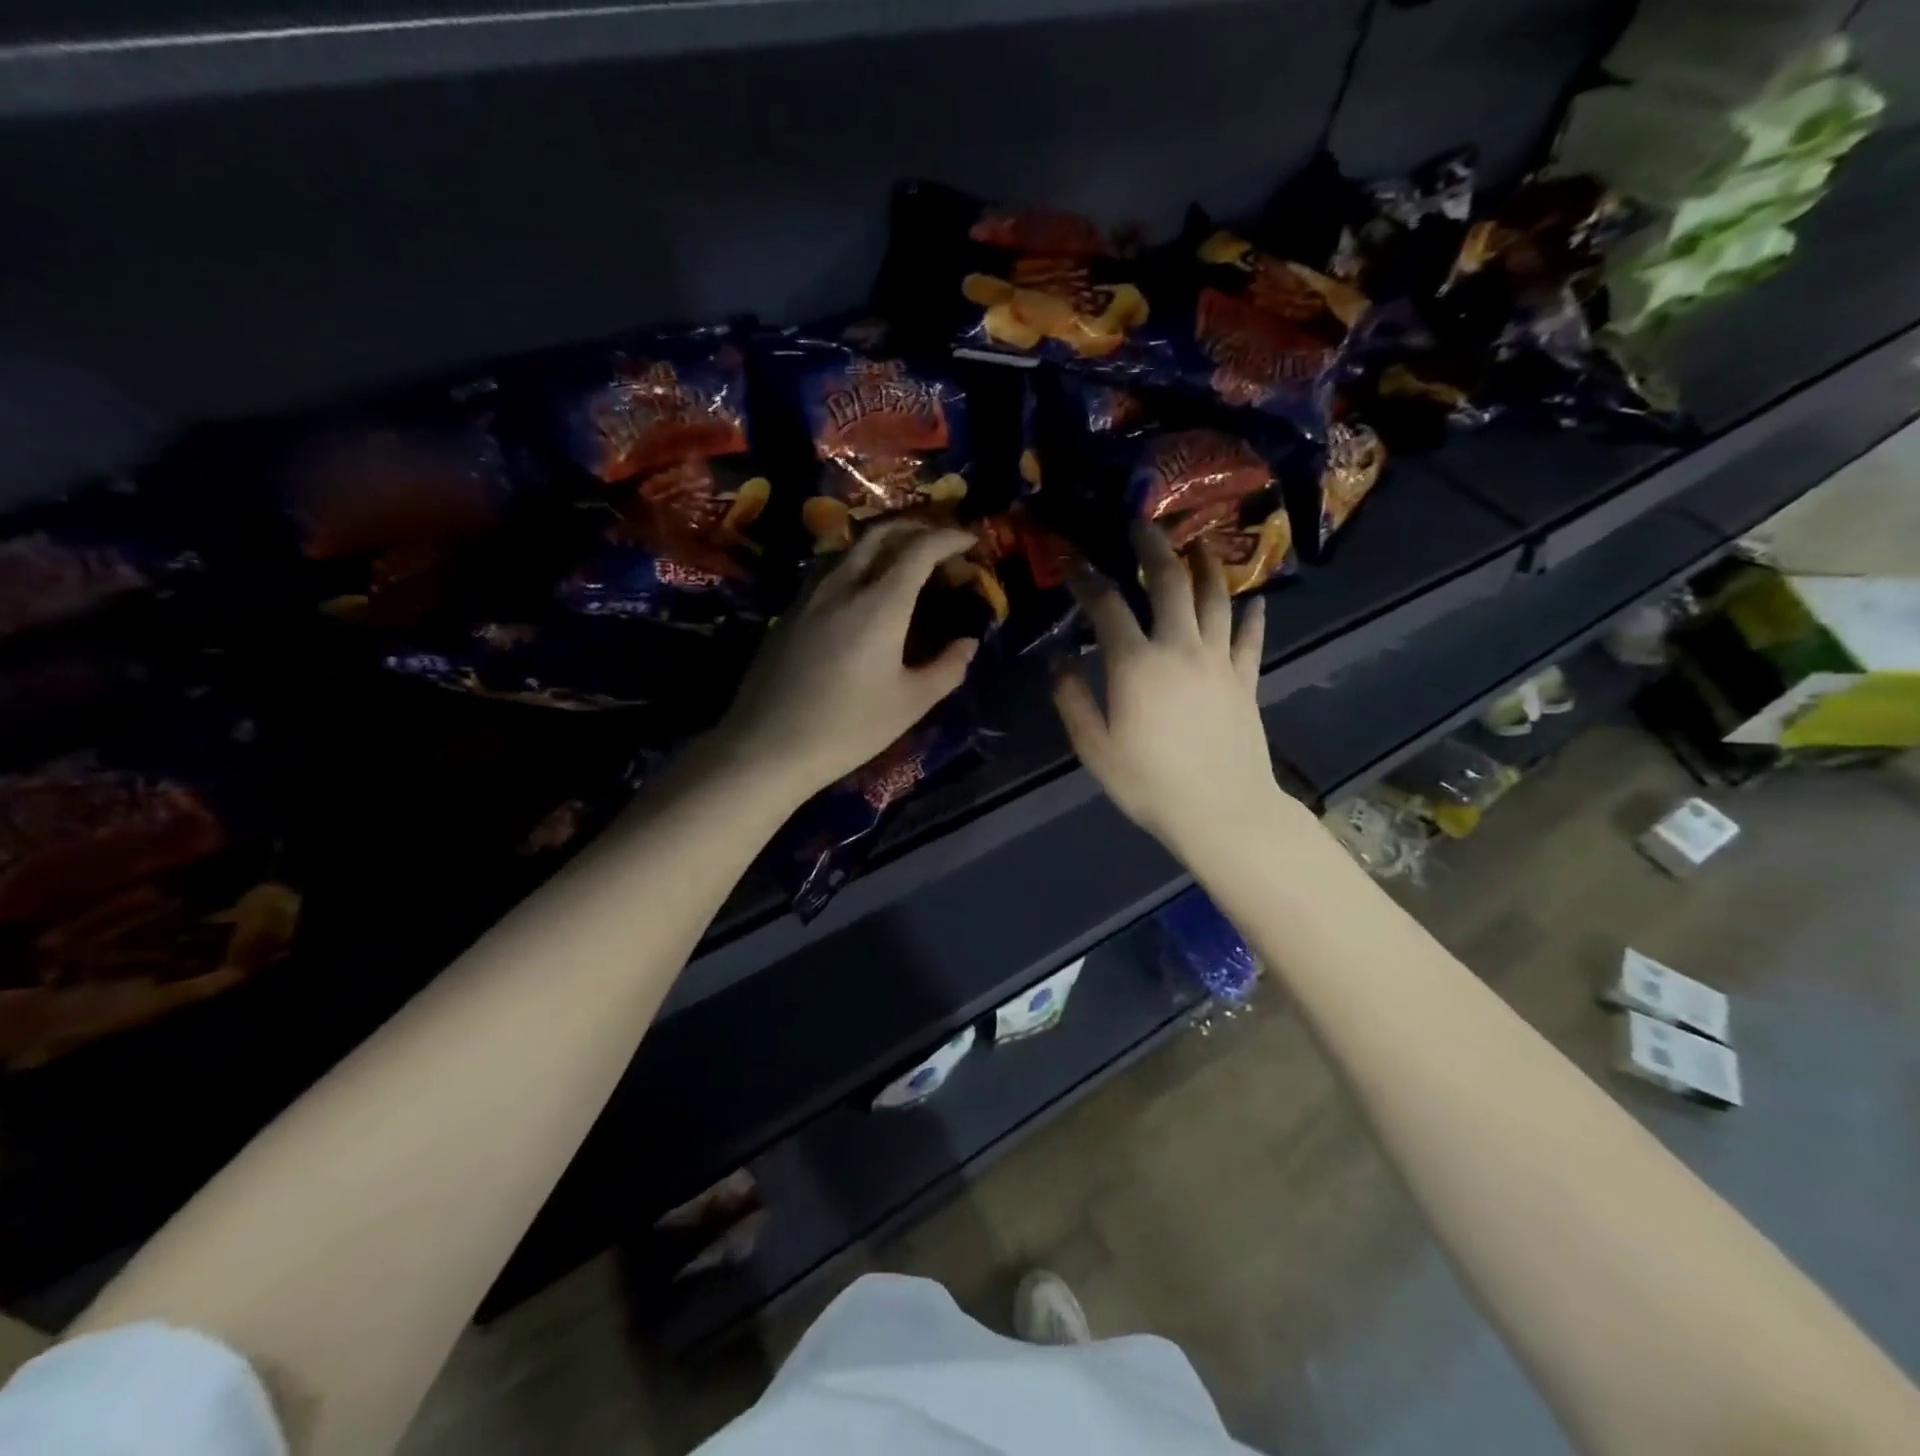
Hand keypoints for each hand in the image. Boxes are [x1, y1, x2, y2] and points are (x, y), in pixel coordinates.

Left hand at [714, 520, 979, 803]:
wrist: (767, 745)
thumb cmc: (848, 728)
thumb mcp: (910, 704)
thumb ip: (947, 668)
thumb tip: (967, 644)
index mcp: (880, 604)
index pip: (919, 550)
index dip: (948, 538)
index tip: (969, 539)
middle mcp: (843, 586)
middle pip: (880, 534)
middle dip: (915, 527)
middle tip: (939, 540)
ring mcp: (809, 596)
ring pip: (849, 548)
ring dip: (882, 542)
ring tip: (902, 558)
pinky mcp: (788, 613)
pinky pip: (828, 569)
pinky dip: (856, 563)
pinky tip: (861, 589)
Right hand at [1052, 525, 1286, 856]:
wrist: (1222, 812)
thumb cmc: (1149, 783)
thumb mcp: (1095, 748)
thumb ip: (1072, 700)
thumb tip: (1058, 662)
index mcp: (1137, 664)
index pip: (1108, 607)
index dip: (1087, 581)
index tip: (1072, 564)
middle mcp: (1180, 648)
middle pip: (1170, 582)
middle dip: (1154, 548)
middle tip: (1143, 524)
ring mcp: (1219, 661)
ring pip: (1216, 598)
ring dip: (1206, 565)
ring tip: (1198, 544)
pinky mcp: (1246, 679)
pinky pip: (1251, 637)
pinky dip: (1252, 615)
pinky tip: (1252, 601)